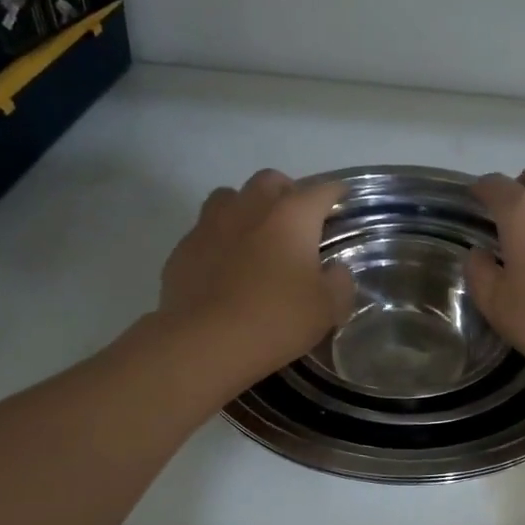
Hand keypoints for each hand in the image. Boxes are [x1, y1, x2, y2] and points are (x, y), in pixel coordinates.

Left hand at [160, 170, 354, 381]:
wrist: (206, 343)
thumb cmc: (276, 319)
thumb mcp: (327, 308)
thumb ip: (339, 283)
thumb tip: (334, 271)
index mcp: (291, 216)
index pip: (321, 191)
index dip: (335, 193)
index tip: (341, 200)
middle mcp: (250, 208)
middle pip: (270, 181)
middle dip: (287, 192)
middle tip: (296, 220)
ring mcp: (210, 225)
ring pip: (230, 197)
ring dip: (246, 208)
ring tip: (255, 235)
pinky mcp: (183, 249)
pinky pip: (204, 231)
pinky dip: (219, 239)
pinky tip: (224, 266)